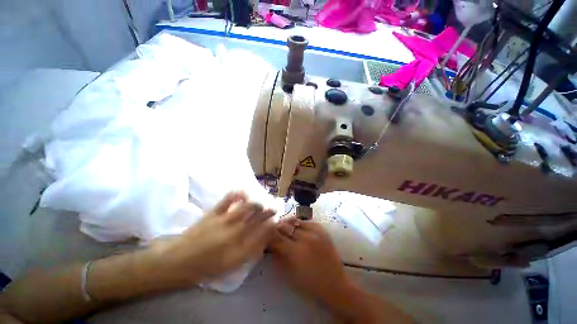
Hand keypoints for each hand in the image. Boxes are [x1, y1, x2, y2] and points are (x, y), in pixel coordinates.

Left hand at [156, 191, 276, 284]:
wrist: (177, 261)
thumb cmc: (206, 267)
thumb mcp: (231, 266)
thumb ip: (248, 253)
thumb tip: (262, 241)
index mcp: (240, 248)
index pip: (262, 232)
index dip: (272, 224)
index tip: (277, 219)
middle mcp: (235, 233)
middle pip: (257, 217)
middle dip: (269, 210)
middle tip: (276, 206)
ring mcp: (224, 221)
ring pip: (246, 207)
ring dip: (258, 202)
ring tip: (263, 200)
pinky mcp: (213, 213)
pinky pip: (227, 200)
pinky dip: (237, 194)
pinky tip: (243, 191)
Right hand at [270, 218, 349, 301]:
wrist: (335, 284)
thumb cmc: (310, 284)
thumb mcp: (289, 274)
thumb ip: (278, 256)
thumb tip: (270, 244)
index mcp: (295, 252)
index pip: (276, 237)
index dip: (268, 236)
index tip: (265, 236)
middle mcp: (305, 238)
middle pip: (285, 226)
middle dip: (277, 228)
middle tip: (274, 231)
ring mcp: (315, 232)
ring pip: (295, 221)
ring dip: (288, 224)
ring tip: (285, 228)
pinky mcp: (322, 230)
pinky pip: (306, 222)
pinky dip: (300, 224)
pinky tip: (298, 229)